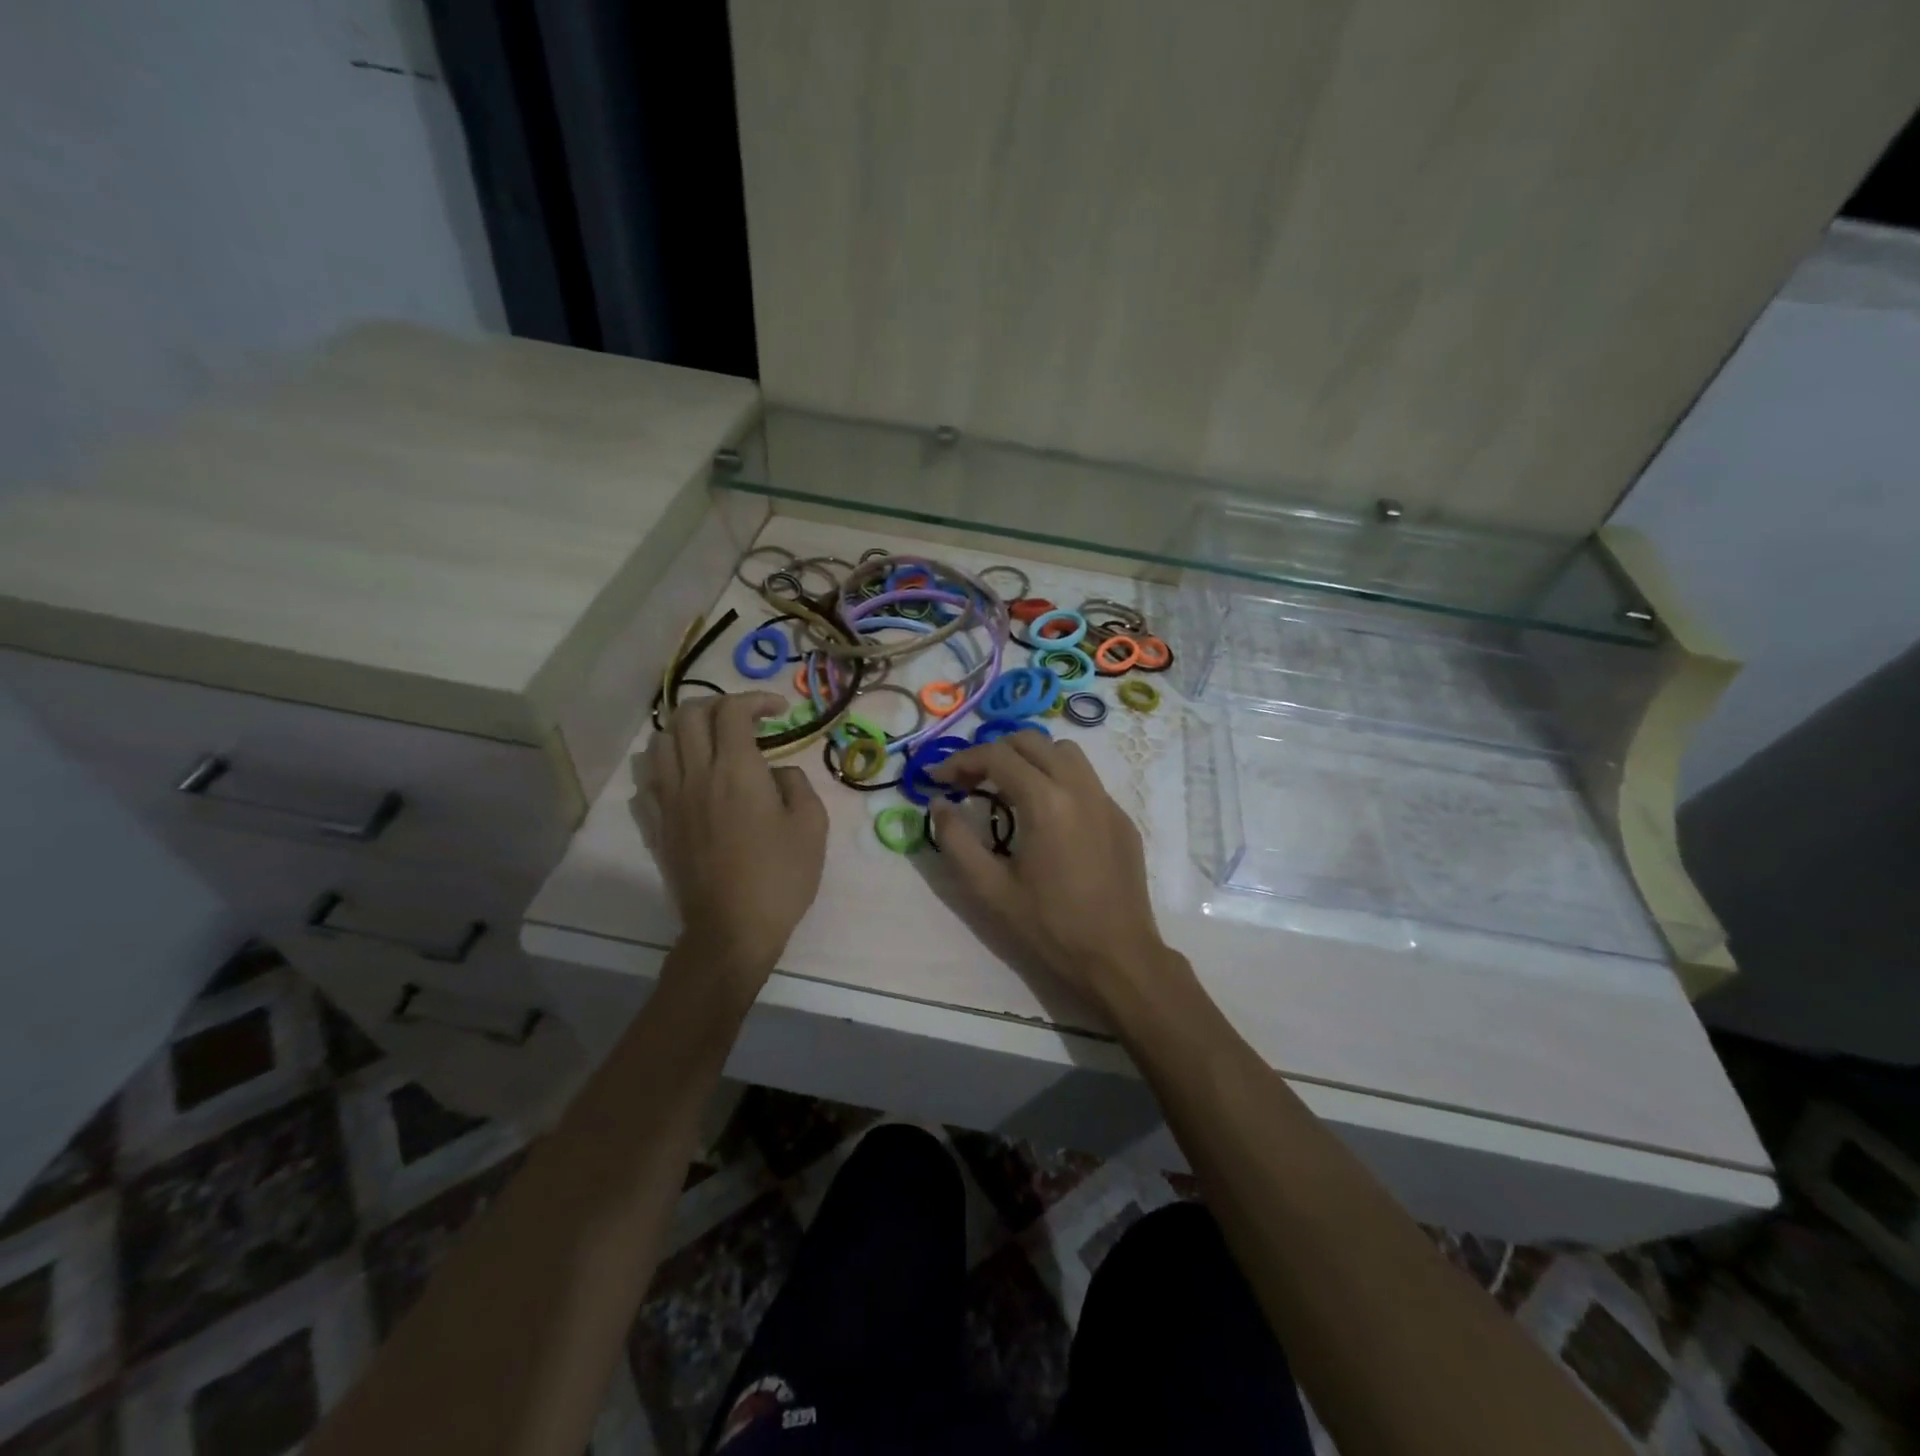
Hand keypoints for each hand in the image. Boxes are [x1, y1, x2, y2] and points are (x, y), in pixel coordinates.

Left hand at [638, 692, 827, 1000]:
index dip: (756, 700)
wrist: (731, 930)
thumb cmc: (780, 877)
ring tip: (711, 742)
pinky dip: (665, 765)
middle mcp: (696, 775)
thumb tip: (777, 772)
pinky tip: (686, 777)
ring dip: (686, 730)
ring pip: (660, 741)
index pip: (732, 710)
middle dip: (718, 705)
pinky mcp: (657, 825)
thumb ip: (796, 784)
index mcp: (736, 771)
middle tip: (744, 720)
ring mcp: (669, 800)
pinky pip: (647, 779)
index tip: (779, 712)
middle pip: (688, 715)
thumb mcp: (811, 826)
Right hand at [929, 733, 1186, 1016]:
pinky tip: (1047, 815)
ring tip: (1008, 787)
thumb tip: (939, 804)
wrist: (1118, 956)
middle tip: (970, 780)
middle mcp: (1079, 787)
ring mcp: (1106, 800)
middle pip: (1031, 740)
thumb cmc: (1050, 926)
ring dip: (1030, 757)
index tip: (939, 779)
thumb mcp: (990, 889)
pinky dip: (1058, 778)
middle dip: (994, 751)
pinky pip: (1086, 779)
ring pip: (1064, 751)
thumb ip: (956, 841)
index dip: (960, 760)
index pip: (996, 756)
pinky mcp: (1121, 817)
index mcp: (1046, 801)